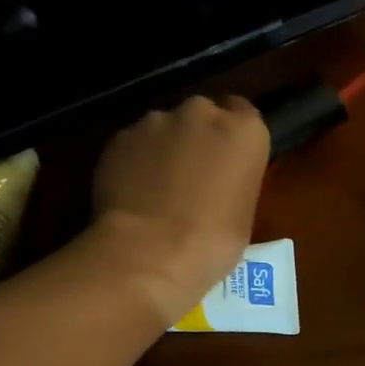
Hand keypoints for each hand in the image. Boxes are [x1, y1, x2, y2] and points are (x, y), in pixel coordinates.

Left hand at [91, 95, 269, 325]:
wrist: (149, 251)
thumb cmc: (213, 241)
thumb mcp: (244, 213)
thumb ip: (233, 182)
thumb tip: (216, 184)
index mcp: (244, 130)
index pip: (245, 114)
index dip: (235, 138)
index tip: (230, 161)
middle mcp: (201, 113)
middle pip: (203, 114)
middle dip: (200, 137)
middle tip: (196, 175)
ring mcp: (155, 121)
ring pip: (165, 127)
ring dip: (166, 148)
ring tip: (159, 188)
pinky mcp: (119, 137)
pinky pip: (134, 145)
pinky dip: (136, 161)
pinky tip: (134, 193)